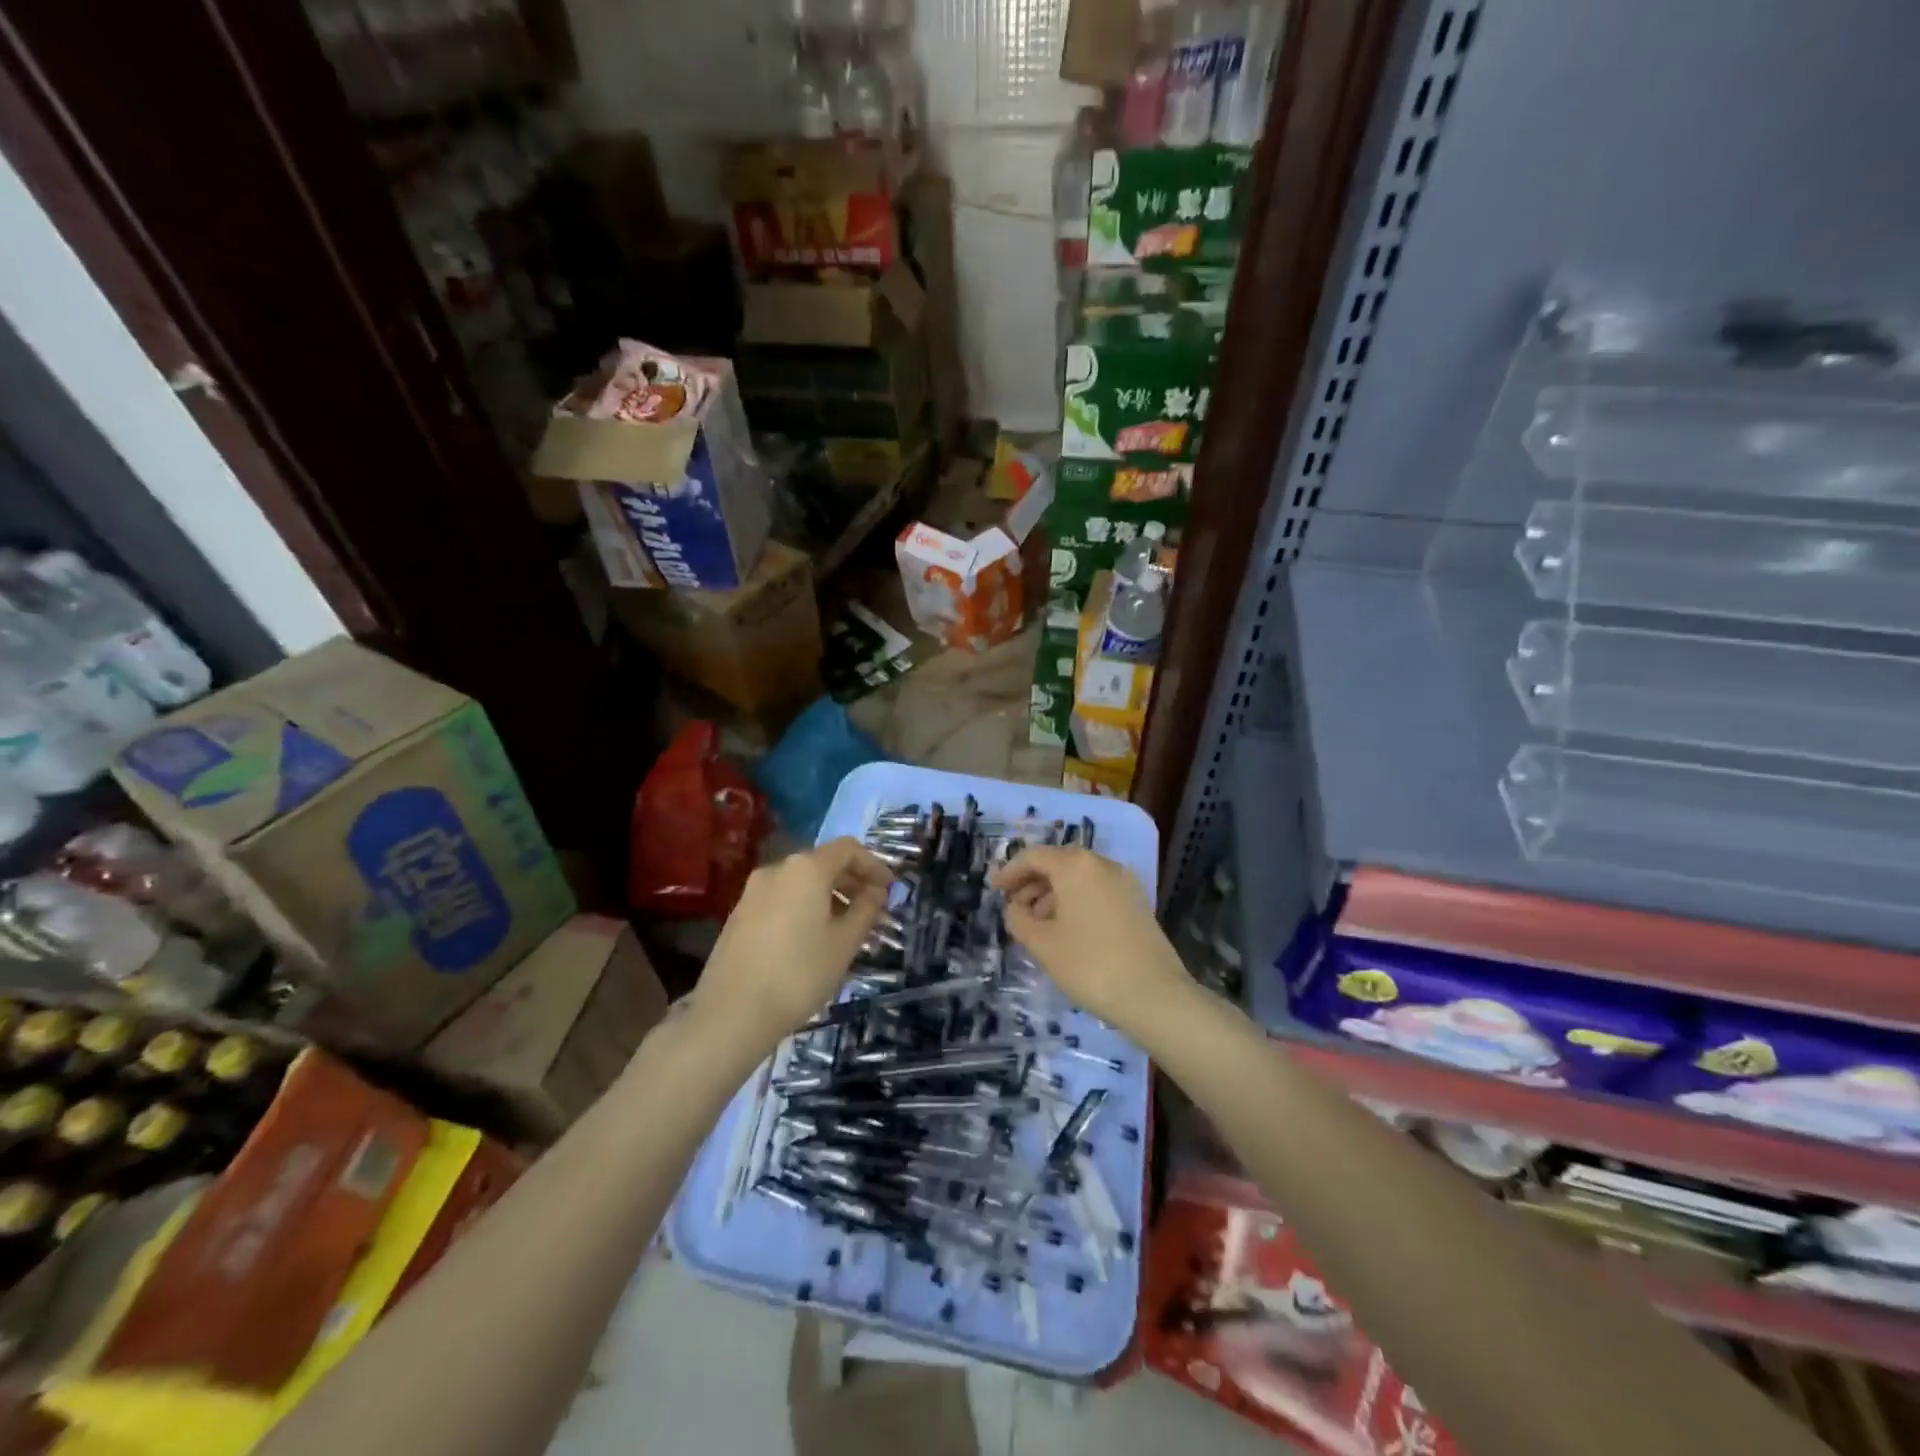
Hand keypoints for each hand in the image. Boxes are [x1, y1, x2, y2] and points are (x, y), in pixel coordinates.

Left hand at [691, 838, 891, 1057]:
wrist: (732, 1012)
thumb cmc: (799, 973)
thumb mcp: (845, 943)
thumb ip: (866, 910)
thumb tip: (876, 892)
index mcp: (806, 868)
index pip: (848, 849)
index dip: (873, 865)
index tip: (889, 890)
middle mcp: (778, 869)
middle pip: (823, 862)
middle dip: (851, 881)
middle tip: (872, 909)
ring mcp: (753, 891)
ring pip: (801, 882)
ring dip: (828, 896)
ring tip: (845, 928)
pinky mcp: (740, 913)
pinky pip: (782, 898)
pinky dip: (804, 906)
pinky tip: (812, 939)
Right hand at [991, 845, 1192, 1035]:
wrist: (1154, 995)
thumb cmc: (1090, 965)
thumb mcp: (1043, 944)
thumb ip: (1019, 920)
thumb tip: (1015, 908)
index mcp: (1075, 866)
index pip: (1034, 856)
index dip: (1010, 872)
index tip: (994, 891)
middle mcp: (1101, 864)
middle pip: (1058, 863)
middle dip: (1032, 882)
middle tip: (1013, 908)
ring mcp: (1123, 882)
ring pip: (1078, 877)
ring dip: (1053, 893)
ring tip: (1037, 924)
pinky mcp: (1136, 902)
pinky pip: (1096, 890)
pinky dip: (1075, 901)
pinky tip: (1066, 930)